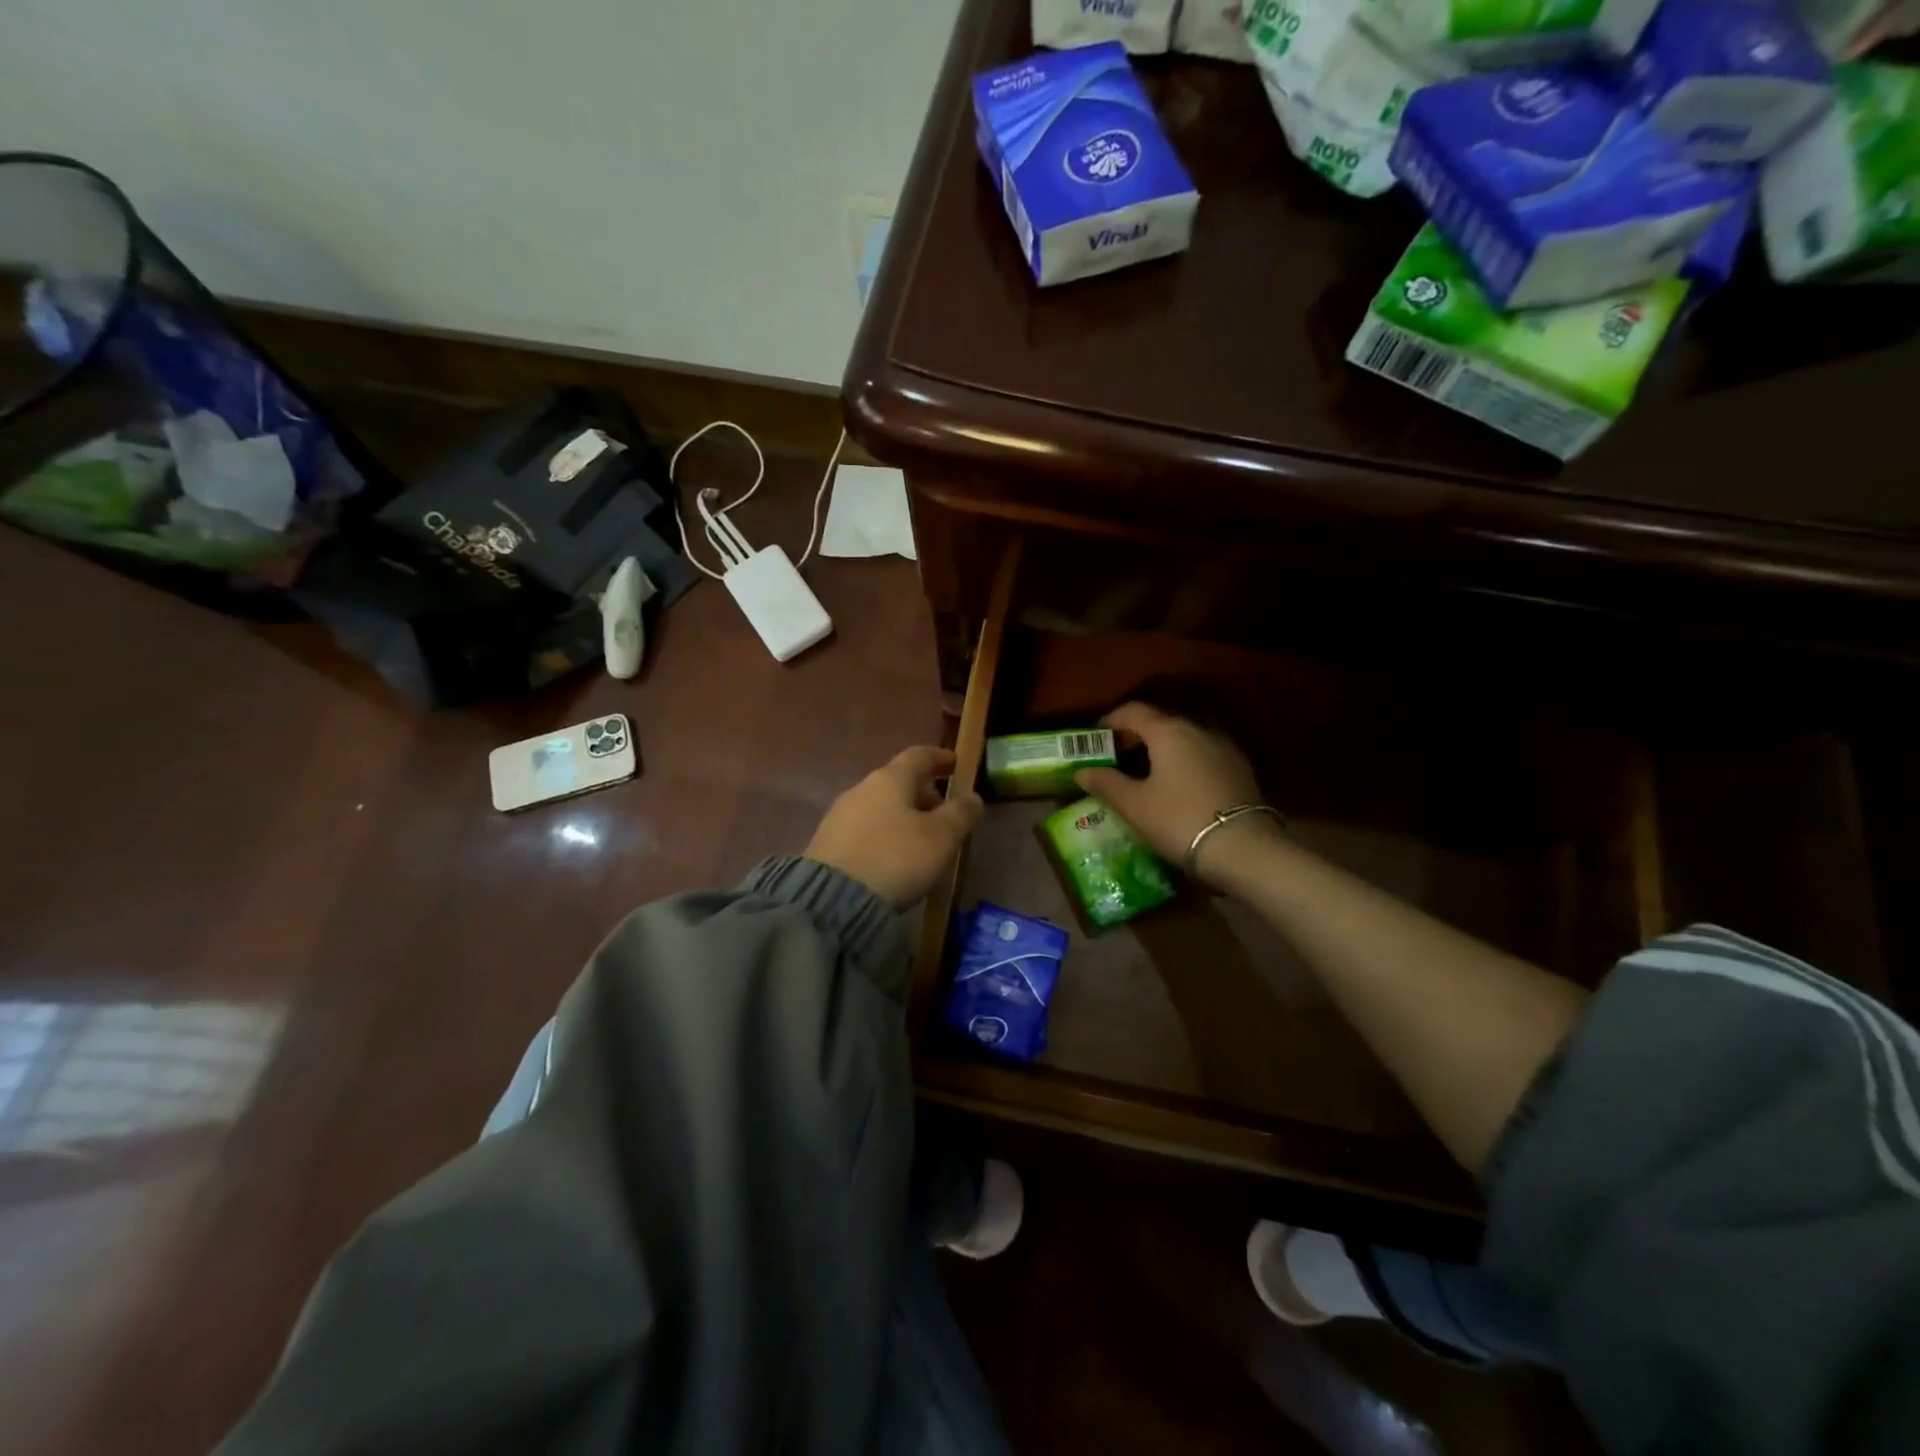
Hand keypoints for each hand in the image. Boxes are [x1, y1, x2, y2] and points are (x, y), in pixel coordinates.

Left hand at [806, 746, 984, 906]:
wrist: (832, 901)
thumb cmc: (895, 858)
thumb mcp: (940, 838)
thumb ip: (960, 814)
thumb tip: (972, 797)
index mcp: (890, 779)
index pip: (919, 755)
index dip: (940, 758)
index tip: (956, 764)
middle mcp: (861, 789)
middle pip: (898, 782)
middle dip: (924, 794)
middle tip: (945, 814)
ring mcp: (840, 816)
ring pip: (881, 807)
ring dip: (904, 817)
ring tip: (922, 842)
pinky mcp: (828, 844)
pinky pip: (866, 830)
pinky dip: (886, 835)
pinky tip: (894, 859)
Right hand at [1074, 703, 1279, 886]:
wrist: (1244, 848)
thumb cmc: (1178, 820)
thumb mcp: (1133, 805)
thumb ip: (1105, 783)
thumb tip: (1081, 771)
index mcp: (1168, 731)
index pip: (1133, 711)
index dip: (1111, 721)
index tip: (1095, 738)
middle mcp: (1197, 729)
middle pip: (1160, 722)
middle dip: (1135, 735)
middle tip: (1116, 757)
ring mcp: (1223, 747)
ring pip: (1184, 738)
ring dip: (1162, 749)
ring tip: (1145, 773)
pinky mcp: (1240, 768)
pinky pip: (1202, 754)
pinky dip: (1183, 761)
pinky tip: (1177, 786)